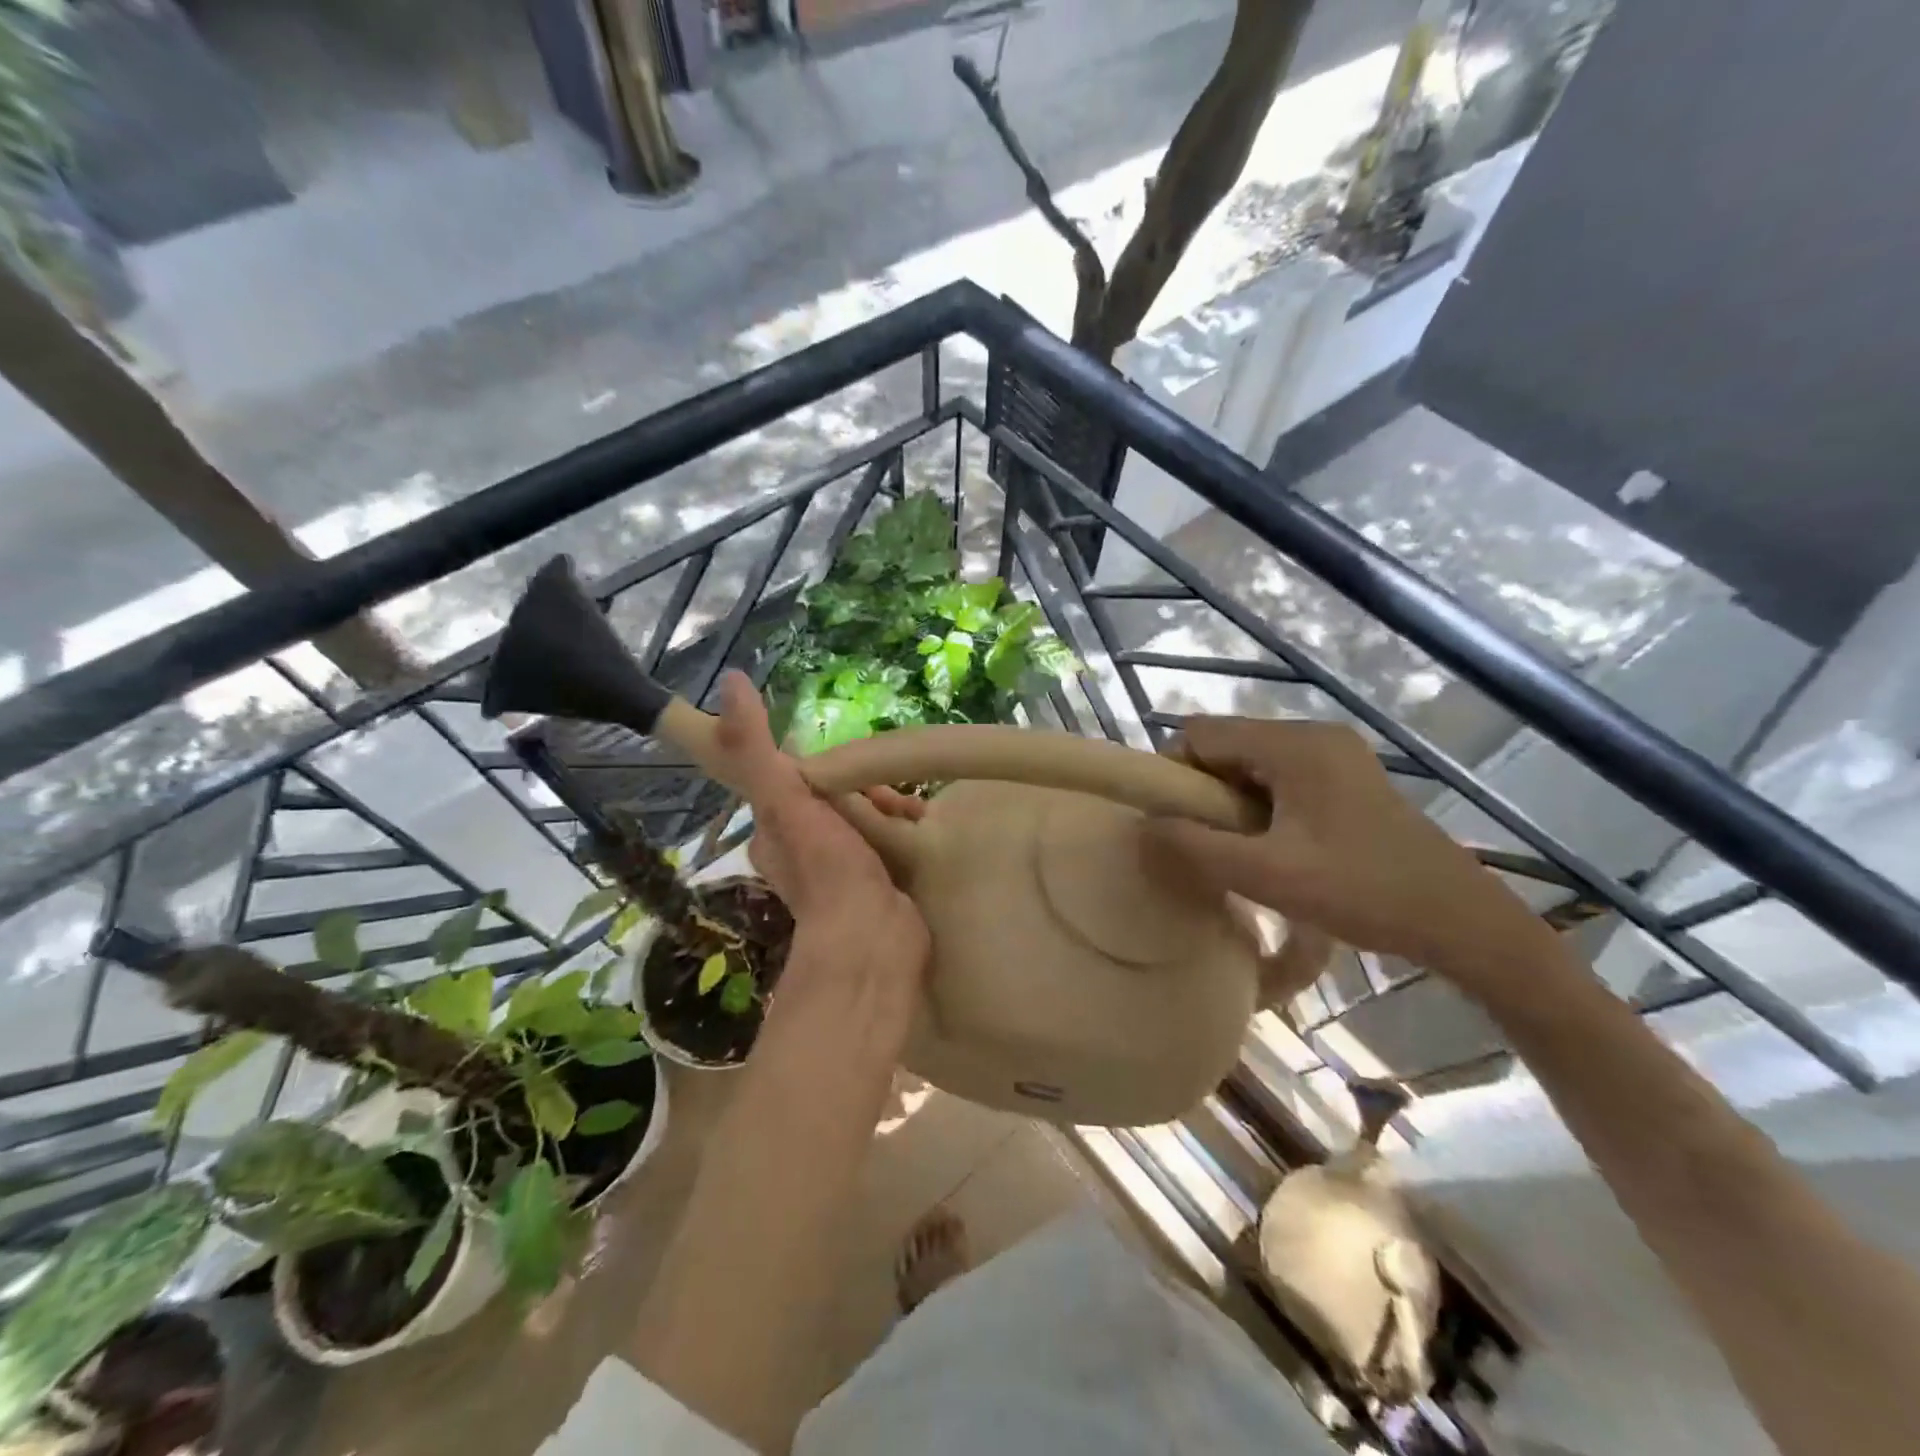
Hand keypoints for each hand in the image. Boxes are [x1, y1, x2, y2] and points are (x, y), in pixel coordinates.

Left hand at [710, 673, 929, 1008]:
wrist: (872, 939)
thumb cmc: (825, 867)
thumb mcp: (785, 797)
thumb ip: (755, 746)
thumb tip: (732, 681)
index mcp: (776, 829)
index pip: (800, 777)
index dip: (830, 767)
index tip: (856, 767)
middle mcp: (804, 849)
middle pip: (840, 796)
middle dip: (868, 787)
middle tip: (890, 794)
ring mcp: (842, 869)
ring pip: (868, 817)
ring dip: (891, 808)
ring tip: (913, 813)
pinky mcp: (877, 883)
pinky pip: (890, 841)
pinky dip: (905, 831)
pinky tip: (921, 829)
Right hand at [1142, 716, 1546, 987]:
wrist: (1459, 919)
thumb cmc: (1362, 892)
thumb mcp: (1268, 876)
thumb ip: (1196, 848)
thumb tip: (1144, 826)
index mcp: (1294, 745)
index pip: (1201, 733)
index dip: (1175, 772)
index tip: (1175, 823)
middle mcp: (1313, 734)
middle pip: (1226, 745)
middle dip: (1204, 791)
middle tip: (1207, 843)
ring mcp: (1335, 753)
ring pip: (1251, 763)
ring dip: (1231, 801)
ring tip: (1239, 850)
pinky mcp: (1348, 776)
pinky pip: (1280, 777)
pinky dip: (1260, 805)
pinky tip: (1272, 846)